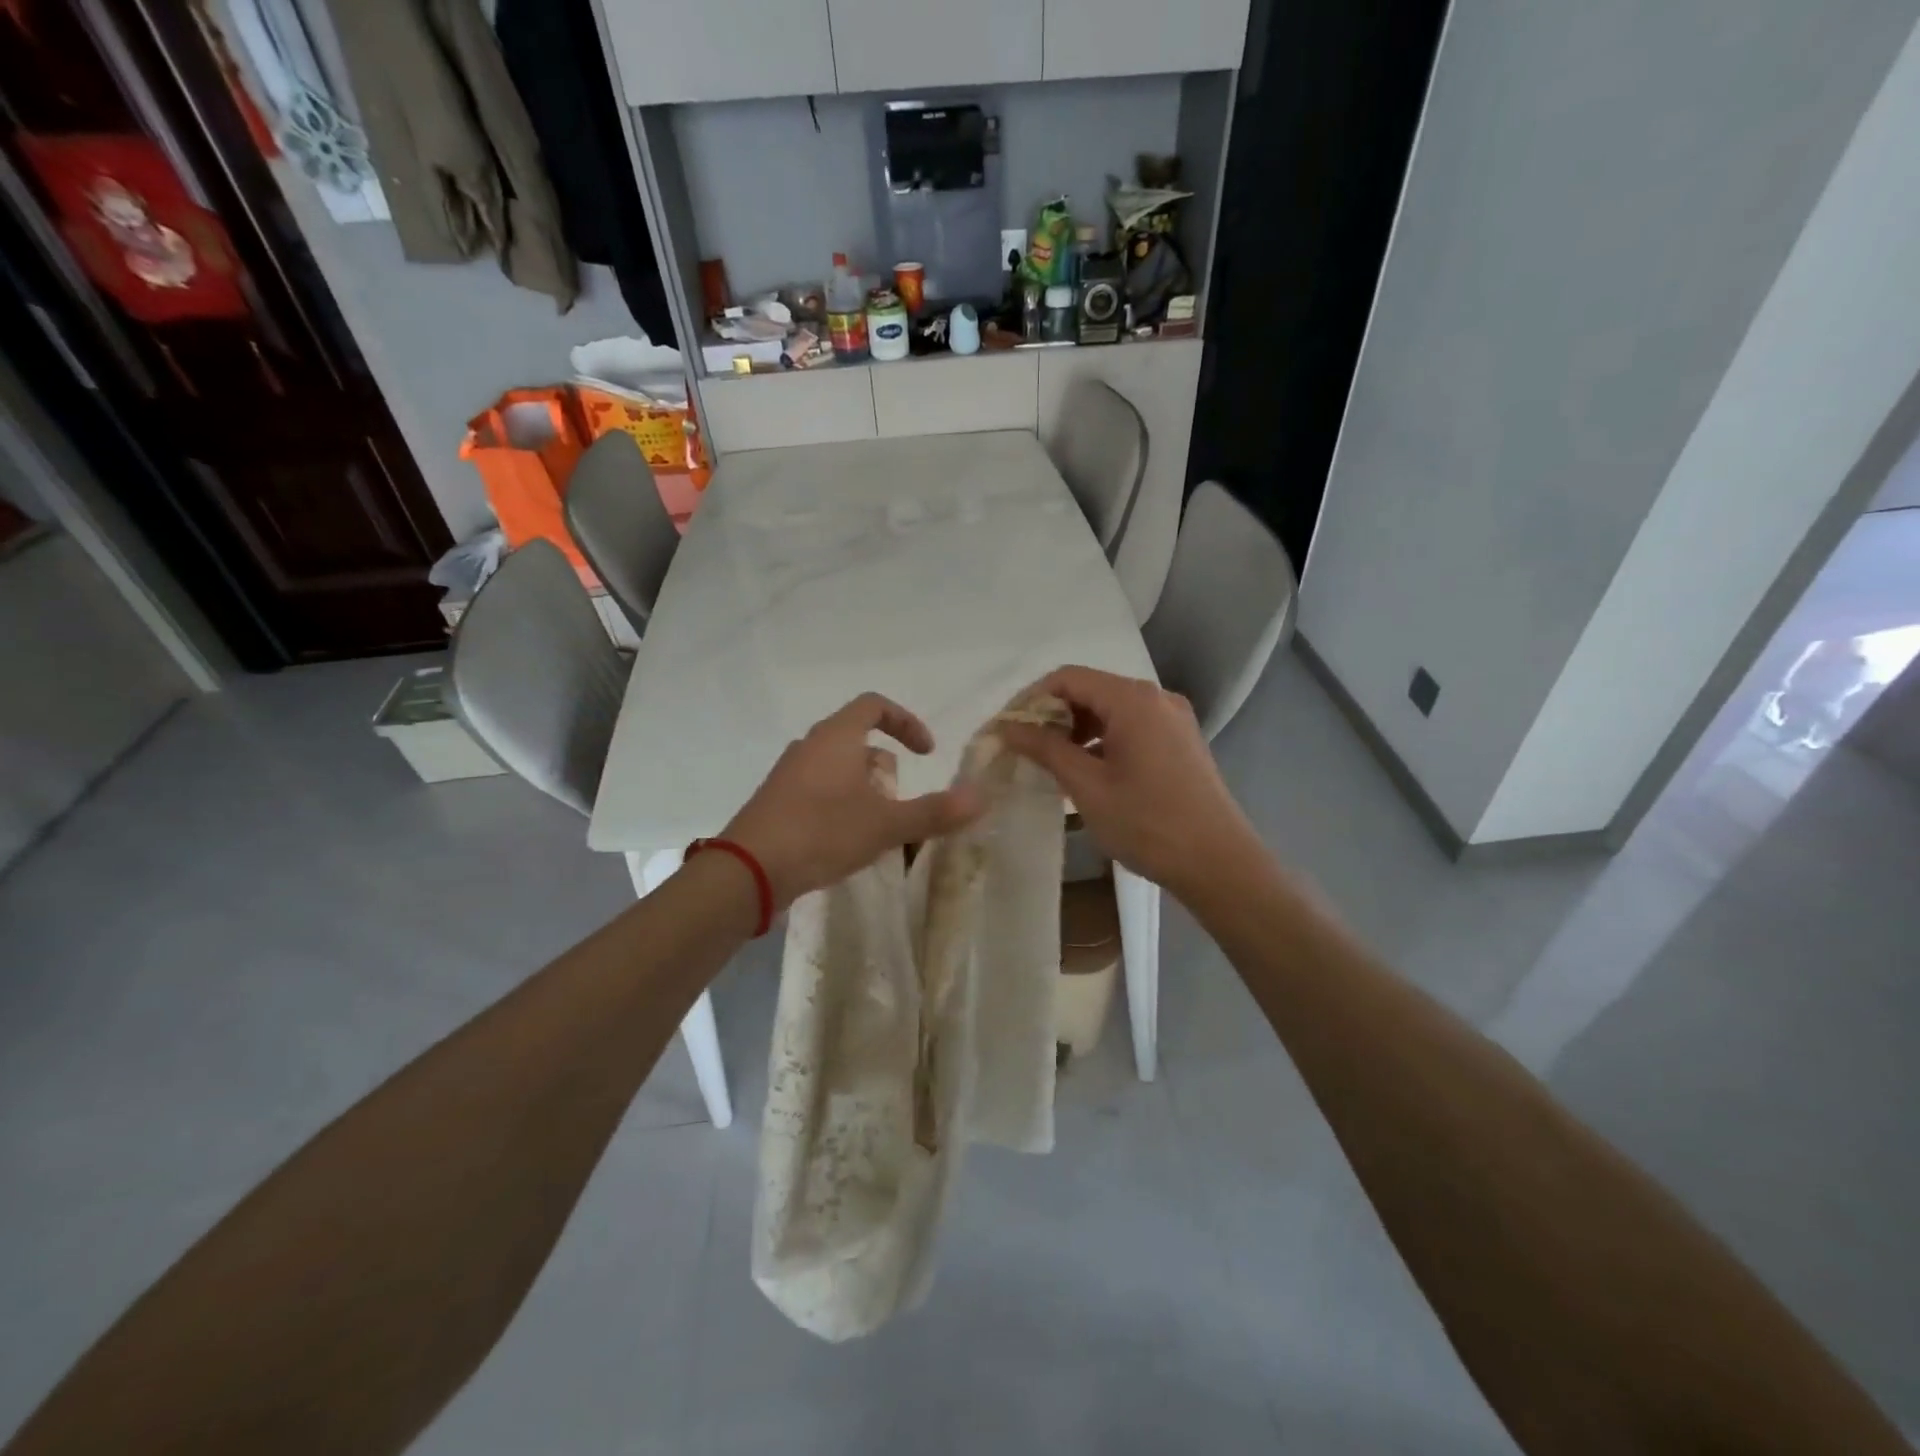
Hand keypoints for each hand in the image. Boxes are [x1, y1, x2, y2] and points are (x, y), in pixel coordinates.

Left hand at [722, 693, 983, 908]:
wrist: (747, 870)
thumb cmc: (821, 833)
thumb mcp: (885, 824)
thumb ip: (934, 811)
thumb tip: (981, 798)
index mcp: (836, 737)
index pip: (875, 705)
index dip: (906, 722)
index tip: (925, 752)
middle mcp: (810, 746)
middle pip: (857, 739)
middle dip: (886, 767)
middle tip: (898, 800)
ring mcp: (788, 774)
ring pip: (837, 767)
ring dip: (863, 788)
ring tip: (876, 825)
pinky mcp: (776, 801)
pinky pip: (817, 789)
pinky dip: (840, 803)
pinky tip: (845, 841)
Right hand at [999, 666, 1258, 899]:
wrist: (1218, 863)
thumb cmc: (1147, 823)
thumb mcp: (1087, 786)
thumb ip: (1046, 749)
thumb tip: (1008, 728)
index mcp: (1133, 700)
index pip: (1068, 678)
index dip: (1031, 699)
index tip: (1007, 730)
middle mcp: (1156, 698)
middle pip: (1091, 690)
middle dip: (1053, 714)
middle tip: (1026, 749)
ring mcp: (1173, 719)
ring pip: (1111, 709)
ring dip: (1077, 729)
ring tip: (1053, 764)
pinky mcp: (1180, 741)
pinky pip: (1131, 727)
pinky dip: (1102, 740)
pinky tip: (1088, 771)